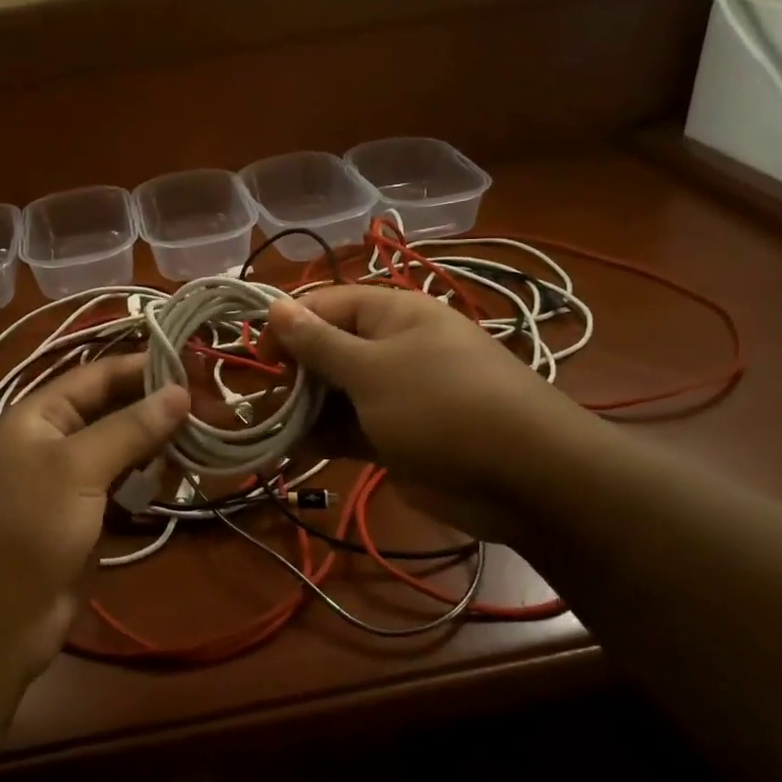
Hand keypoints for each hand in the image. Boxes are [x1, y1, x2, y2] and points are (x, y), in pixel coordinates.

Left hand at [0, 355, 188, 696]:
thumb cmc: (25, 528)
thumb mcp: (77, 468)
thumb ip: (130, 428)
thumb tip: (180, 391)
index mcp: (39, 415)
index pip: (99, 375)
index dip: (144, 368)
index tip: (195, 367)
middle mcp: (54, 440)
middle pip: (113, 411)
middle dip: (157, 409)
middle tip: (211, 409)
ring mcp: (69, 481)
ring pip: (122, 450)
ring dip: (158, 446)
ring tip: (203, 442)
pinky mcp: (84, 518)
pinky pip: (122, 487)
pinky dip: (147, 482)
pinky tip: (179, 479)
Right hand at [267, 286, 606, 505]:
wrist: (524, 477)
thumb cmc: (440, 406)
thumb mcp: (371, 370)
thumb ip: (318, 342)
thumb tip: (275, 306)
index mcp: (391, 314)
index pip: (324, 305)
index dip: (287, 326)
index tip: (257, 357)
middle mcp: (392, 347)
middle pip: (327, 350)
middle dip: (293, 374)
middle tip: (260, 402)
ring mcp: (396, 394)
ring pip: (336, 393)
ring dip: (304, 410)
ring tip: (268, 431)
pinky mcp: (399, 435)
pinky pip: (352, 428)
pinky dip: (325, 437)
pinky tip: (294, 452)